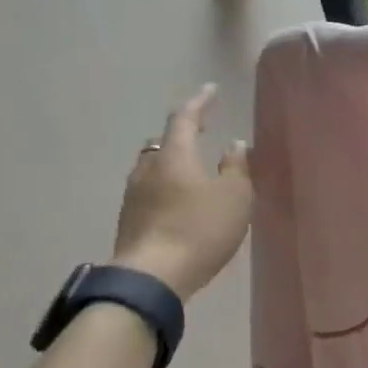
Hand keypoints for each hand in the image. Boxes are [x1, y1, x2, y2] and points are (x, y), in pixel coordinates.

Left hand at [111, 84, 251, 300]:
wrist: (153, 277)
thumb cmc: (200, 229)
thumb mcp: (235, 197)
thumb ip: (237, 167)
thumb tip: (234, 145)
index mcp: (175, 156)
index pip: (184, 118)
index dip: (199, 102)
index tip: (211, 90)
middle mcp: (148, 169)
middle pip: (162, 142)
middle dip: (181, 134)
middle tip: (200, 132)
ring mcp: (134, 196)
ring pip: (152, 167)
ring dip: (171, 162)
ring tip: (191, 169)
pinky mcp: (130, 220)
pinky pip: (149, 191)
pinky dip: (166, 187)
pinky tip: (179, 202)